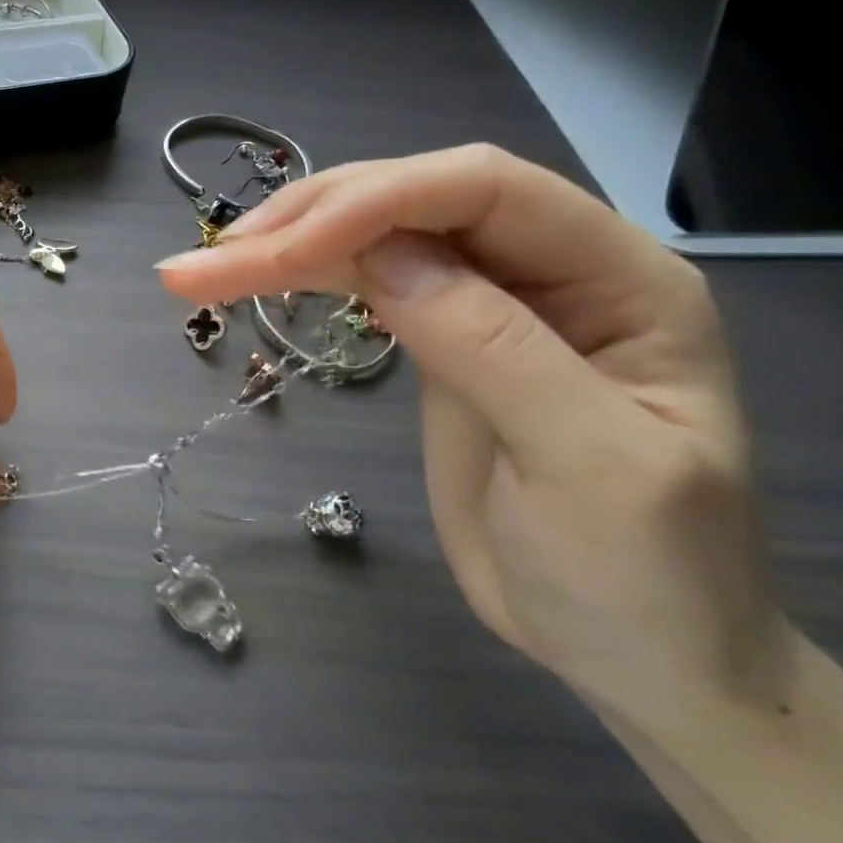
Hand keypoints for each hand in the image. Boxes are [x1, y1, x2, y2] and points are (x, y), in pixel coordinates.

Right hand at [157, 145, 784, 721]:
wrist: (635, 651)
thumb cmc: (640, 575)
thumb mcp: (587, 464)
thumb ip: (491, 344)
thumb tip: (383, 254)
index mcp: (621, 279)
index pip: (485, 191)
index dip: (374, 202)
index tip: (276, 250)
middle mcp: (552, 269)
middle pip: (415, 201)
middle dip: (309, 220)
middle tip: (211, 259)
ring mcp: (490, 302)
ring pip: (376, 238)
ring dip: (286, 246)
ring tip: (201, 271)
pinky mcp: (439, 339)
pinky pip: (364, 282)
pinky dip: (301, 277)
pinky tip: (252, 278)